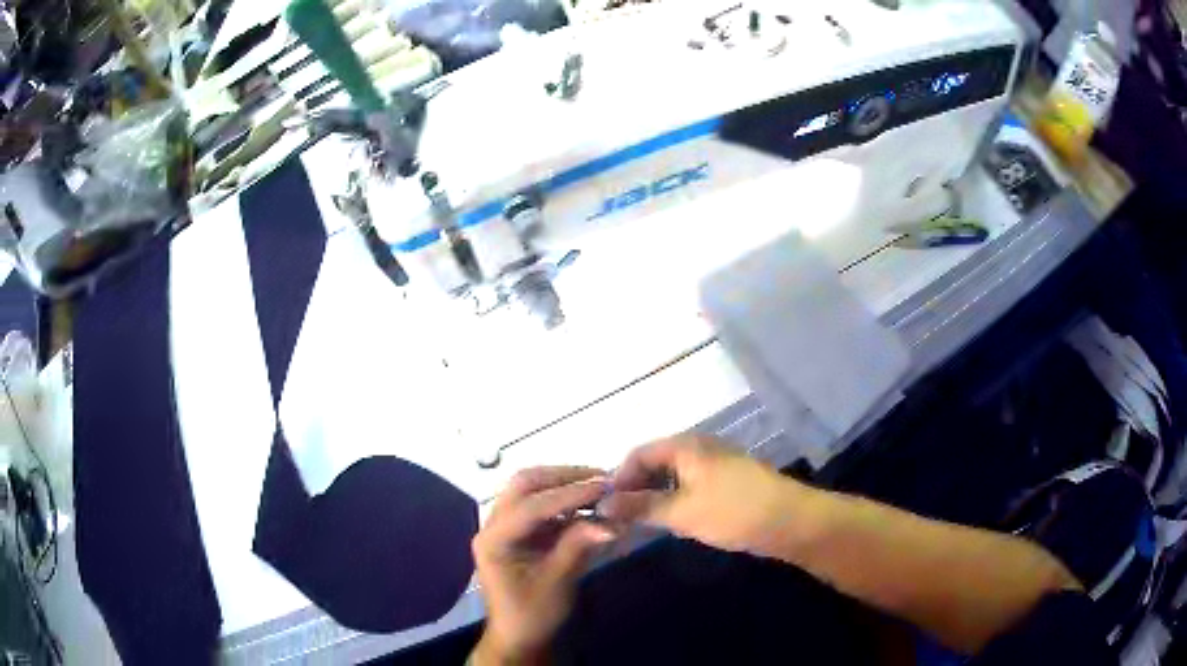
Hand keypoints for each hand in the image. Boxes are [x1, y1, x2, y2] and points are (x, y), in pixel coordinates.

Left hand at [472, 467, 616, 664]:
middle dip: (562, 477)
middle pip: (524, 485)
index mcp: (494, 539)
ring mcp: (504, 526)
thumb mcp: (558, 582)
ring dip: (562, 484)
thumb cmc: (533, 614)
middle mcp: (493, 525)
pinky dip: (562, 500)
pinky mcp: (518, 532)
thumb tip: (611, 520)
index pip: (531, 505)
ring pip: (529, 490)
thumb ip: (579, 546)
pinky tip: (586, 503)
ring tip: (597, 486)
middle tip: (600, 477)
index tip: (604, 486)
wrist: (519, 636)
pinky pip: (539, 504)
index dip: (569, 494)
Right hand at [600, 435, 808, 556]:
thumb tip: (601, 504)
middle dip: (635, 488)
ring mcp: (714, 462)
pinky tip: (671, 520)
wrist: (790, 521)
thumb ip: (640, 507)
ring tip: (641, 523)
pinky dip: (674, 499)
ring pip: (672, 475)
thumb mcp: (681, 512)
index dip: (617, 479)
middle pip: (654, 462)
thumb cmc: (732, 512)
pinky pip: (689, 483)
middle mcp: (698, 446)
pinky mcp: (726, 480)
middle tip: (621, 519)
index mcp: (684, 445)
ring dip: (654, 496)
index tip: (604, 508)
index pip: (637, 454)